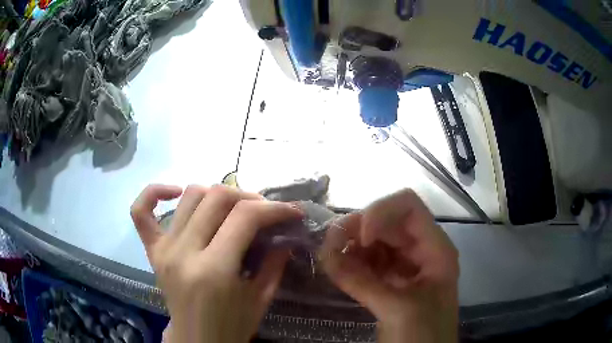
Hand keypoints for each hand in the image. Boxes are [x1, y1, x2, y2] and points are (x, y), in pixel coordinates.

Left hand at [130, 184, 301, 342]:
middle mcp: (183, 253)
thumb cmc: (232, 326)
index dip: (274, 208)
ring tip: (233, 208)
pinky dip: (155, 193)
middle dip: (250, 198)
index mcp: (214, 271)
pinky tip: (175, 192)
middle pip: (217, 198)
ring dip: (218, 194)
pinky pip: (141, 211)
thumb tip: (286, 232)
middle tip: (265, 211)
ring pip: (190, 196)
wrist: (197, 340)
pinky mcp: (152, 250)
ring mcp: (164, 249)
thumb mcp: (261, 298)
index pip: (245, 217)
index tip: (292, 211)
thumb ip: (275, 262)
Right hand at [321, 189, 458, 342]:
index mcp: (435, 249)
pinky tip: (335, 269)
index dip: (382, 212)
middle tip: (329, 245)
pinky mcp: (389, 282)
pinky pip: (367, 263)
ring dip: (350, 246)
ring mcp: (403, 267)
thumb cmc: (424, 336)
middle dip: (357, 230)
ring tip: (328, 258)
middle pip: (386, 223)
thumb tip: (325, 254)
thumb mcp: (399, 310)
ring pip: (374, 242)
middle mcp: (420, 252)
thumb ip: (362, 282)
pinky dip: (350, 263)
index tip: (361, 237)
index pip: (408, 208)